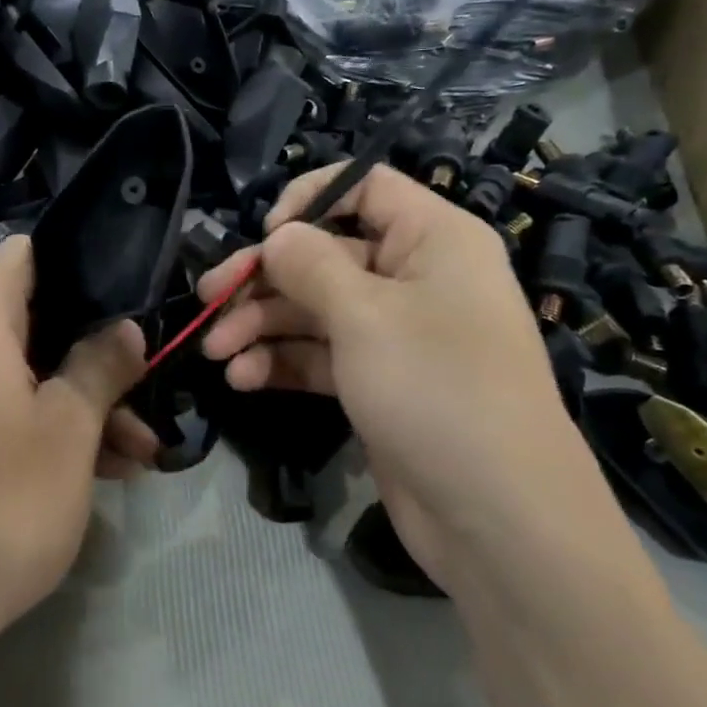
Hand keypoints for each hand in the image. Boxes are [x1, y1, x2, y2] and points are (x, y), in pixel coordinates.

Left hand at [0, 236, 152, 679]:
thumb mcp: (68, 432)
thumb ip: (100, 366)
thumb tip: (124, 328)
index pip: (23, 255)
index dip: (78, 266)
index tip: (124, 301)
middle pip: (26, 321)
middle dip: (90, 356)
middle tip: (144, 396)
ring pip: (12, 375)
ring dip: (72, 403)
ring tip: (136, 456)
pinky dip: (34, 429)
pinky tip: (90, 475)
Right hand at [196, 163, 606, 586]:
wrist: (499, 521)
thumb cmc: (437, 389)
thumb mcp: (365, 315)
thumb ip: (310, 264)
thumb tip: (277, 236)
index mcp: (433, 239)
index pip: (365, 186)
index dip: (309, 199)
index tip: (266, 234)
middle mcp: (415, 277)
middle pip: (325, 253)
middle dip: (264, 278)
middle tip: (208, 298)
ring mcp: (396, 334)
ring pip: (315, 308)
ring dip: (262, 325)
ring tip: (217, 352)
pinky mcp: (378, 382)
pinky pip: (321, 355)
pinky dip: (282, 361)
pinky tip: (243, 379)